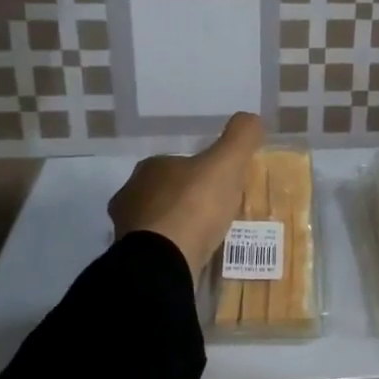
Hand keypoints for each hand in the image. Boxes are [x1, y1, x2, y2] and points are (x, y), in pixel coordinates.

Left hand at [109, 113, 264, 280]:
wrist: (164, 261)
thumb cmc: (193, 206)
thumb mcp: (226, 164)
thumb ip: (240, 138)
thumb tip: (251, 118)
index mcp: (150, 168)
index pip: (176, 164)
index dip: (199, 172)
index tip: (219, 185)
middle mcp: (131, 194)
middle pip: (164, 193)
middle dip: (186, 200)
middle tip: (214, 213)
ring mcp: (127, 229)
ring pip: (157, 222)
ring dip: (176, 227)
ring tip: (204, 239)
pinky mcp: (131, 258)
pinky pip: (156, 249)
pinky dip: (171, 250)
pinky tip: (189, 257)